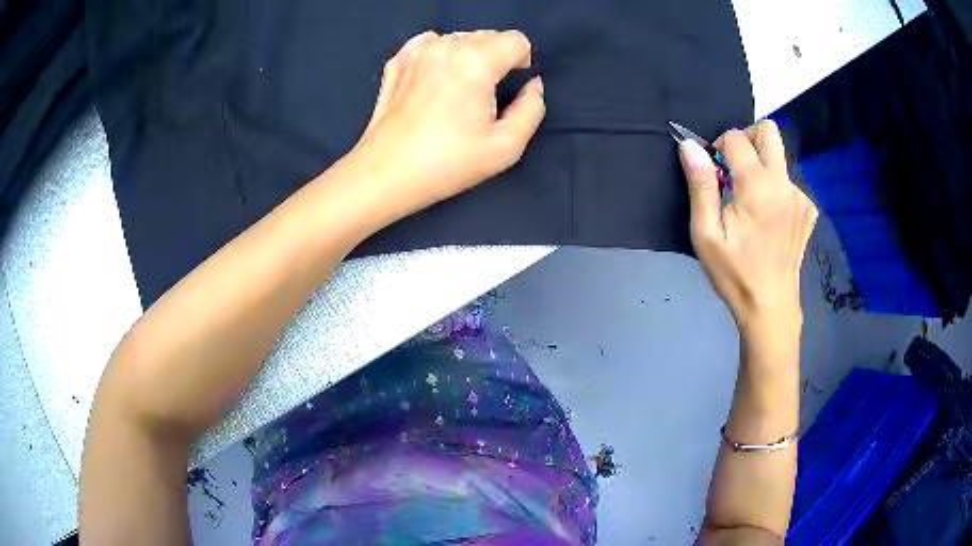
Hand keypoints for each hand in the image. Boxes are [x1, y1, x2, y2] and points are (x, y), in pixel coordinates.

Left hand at [349, 30, 544, 214]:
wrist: (386, 174)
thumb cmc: (447, 163)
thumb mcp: (506, 146)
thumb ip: (532, 109)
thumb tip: (532, 86)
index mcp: (476, 60)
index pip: (516, 40)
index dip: (522, 62)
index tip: (511, 88)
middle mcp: (446, 45)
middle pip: (488, 35)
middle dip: (497, 58)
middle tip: (486, 96)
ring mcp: (416, 50)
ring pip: (459, 38)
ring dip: (468, 56)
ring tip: (459, 91)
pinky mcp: (397, 61)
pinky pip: (430, 44)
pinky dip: (440, 55)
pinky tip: (435, 81)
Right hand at [678, 120, 817, 335]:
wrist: (771, 308)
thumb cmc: (735, 274)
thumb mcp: (707, 235)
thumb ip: (701, 186)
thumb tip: (689, 146)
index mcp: (758, 186)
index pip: (736, 138)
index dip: (718, 146)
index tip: (714, 171)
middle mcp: (784, 183)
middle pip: (768, 131)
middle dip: (747, 138)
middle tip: (734, 167)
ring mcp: (800, 197)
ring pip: (778, 159)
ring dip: (761, 168)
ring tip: (751, 205)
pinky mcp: (808, 210)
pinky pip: (788, 183)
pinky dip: (775, 190)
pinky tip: (769, 219)